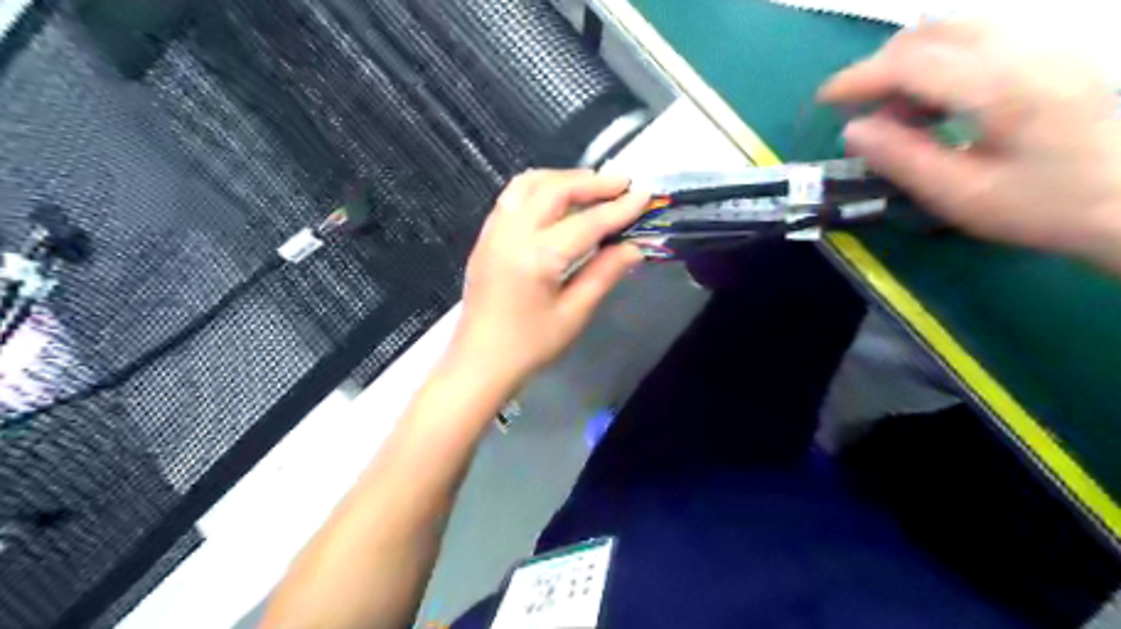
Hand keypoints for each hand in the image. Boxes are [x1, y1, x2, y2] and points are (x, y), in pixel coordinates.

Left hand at [450, 170, 648, 383]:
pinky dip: (539, 188)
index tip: (644, 195)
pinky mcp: (486, 237)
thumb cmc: (529, 346)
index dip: (618, 208)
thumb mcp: (573, 315)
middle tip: (622, 183)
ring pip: (528, 184)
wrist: (479, 362)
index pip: (586, 223)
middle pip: (554, 189)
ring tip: (592, 186)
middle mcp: (511, 233)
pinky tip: (557, 200)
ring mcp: (493, 231)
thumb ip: (603, 275)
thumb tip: (633, 247)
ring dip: (563, 178)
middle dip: (591, 182)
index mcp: (536, 257)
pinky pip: (512, 196)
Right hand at [817, 19, 1120, 266]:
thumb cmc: (1046, 207)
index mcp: (1000, 87)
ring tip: (901, 112)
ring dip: (911, 63)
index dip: (858, 77)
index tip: (825, 101)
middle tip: (864, 112)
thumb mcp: (961, 196)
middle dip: (881, 67)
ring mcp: (1045, 42)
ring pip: (956, 28)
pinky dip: (941, 61)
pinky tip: (939, 101)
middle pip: (932, 31)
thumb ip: (902, 159)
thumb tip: (853, 131)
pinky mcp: (1053, 49)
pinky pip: (980, 36)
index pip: (911, 61)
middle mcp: (1025, 48)